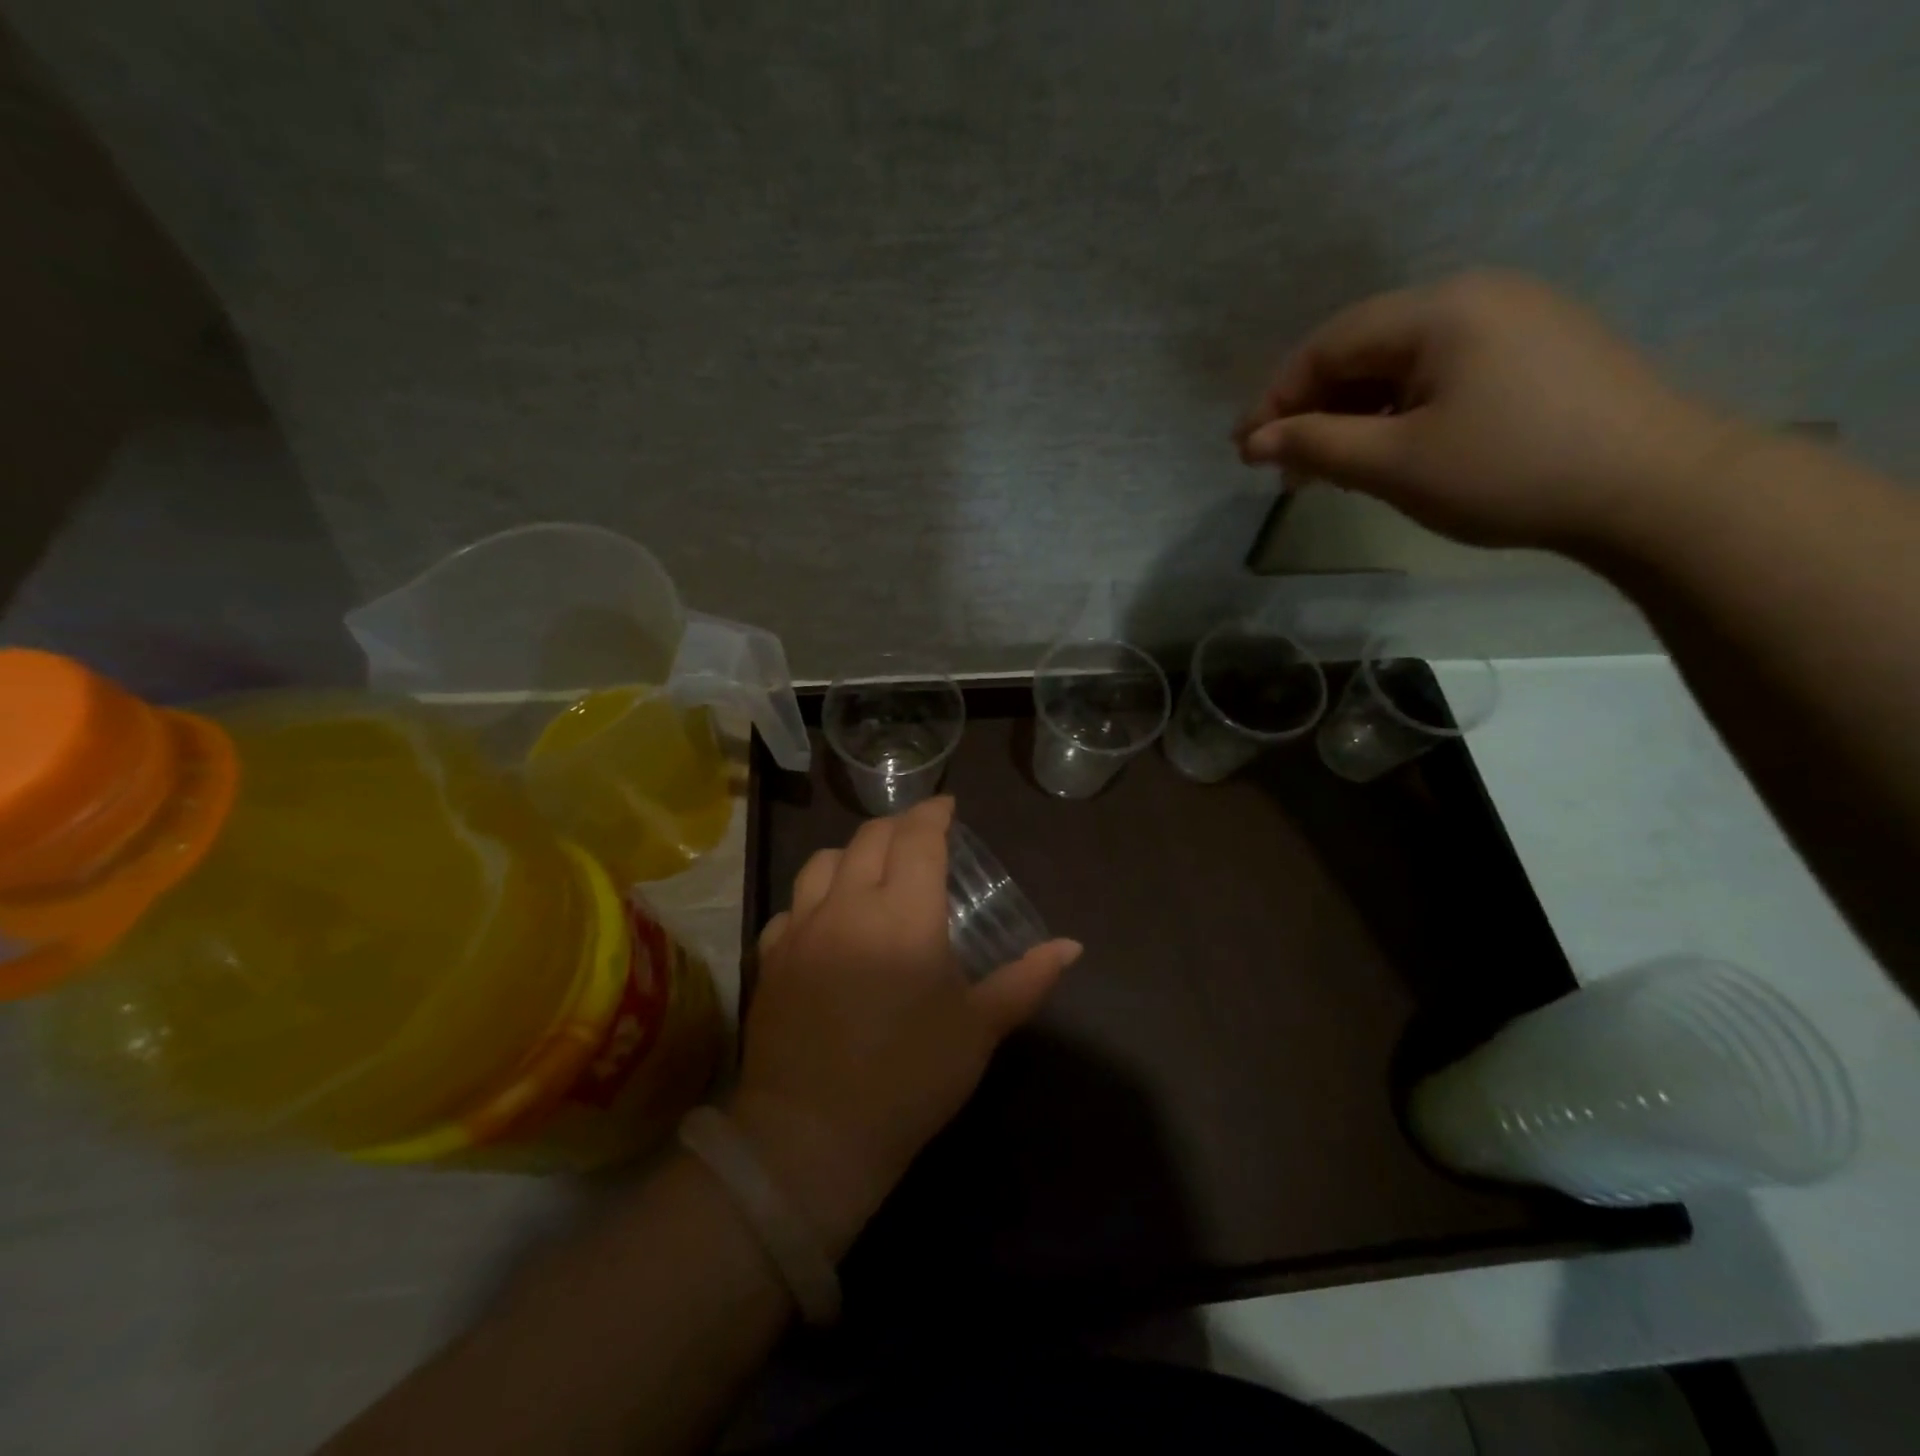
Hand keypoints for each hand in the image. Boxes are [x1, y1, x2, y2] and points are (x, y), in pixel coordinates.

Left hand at [728, 797, 1080, 1256]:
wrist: (811, 1135)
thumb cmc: (908, 1078)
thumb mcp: (978, 1030)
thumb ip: (1025, 980)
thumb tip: (1071, 947)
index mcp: (903, 913)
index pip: (918, 838)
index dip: (934, 813)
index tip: (948, 806)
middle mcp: (848, 904)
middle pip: (869, 838)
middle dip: (898, 825)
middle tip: (919, 836)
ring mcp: (802, 928)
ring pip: (821, 861)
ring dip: (852, 852)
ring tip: (871, 868)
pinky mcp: (772, 957)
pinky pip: (792, 906)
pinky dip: (815, 897)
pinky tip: (827, 920)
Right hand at [1236, 271, 1748, 552]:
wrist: (1654, 488)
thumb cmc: (1507, 472)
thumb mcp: (1395, 464)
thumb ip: (1316, 445)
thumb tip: (1254, 441)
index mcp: (1439, 311)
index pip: (1329, 344)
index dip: (1277, 398)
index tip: (1244, 452)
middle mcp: (1476, 296)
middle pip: (1364, 348)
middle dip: (1314, 408)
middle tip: (1284, 468)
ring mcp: (1514, 319)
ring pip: (1402, 363)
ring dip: (1354, 413)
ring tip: (1330, 468)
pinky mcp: (1537, 350)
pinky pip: (1441, 372)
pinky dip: (1399, 410)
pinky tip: (1389, 450)